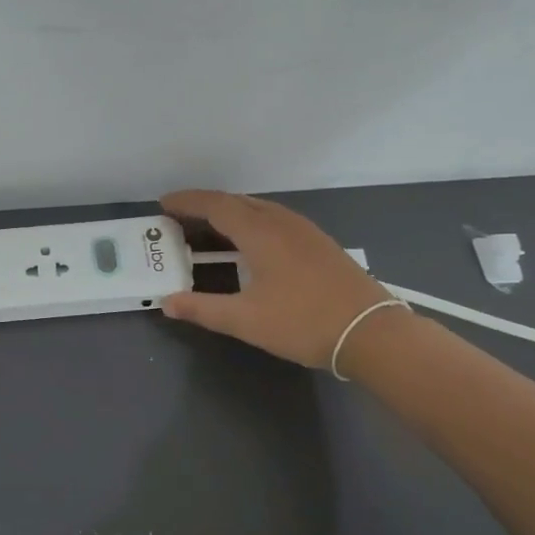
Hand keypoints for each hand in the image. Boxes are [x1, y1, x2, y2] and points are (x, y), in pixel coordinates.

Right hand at [160, 189, 393, 369]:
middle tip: (180, 217)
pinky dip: (251, 221)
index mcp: (260, 232)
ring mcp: (304, 230)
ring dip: (230, 212)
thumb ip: (202, 309)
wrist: (371, 332)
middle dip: (205, 205)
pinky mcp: (319, 243)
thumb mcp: (245, 320)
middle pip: (236, 202)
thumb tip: (167, 302)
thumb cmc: (302, 322)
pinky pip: (275, 219)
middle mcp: (281, 222)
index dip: (187, 202)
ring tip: (209, 226)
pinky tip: (250, 242)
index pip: (215, 205)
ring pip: (259, 208)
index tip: (163, 204)